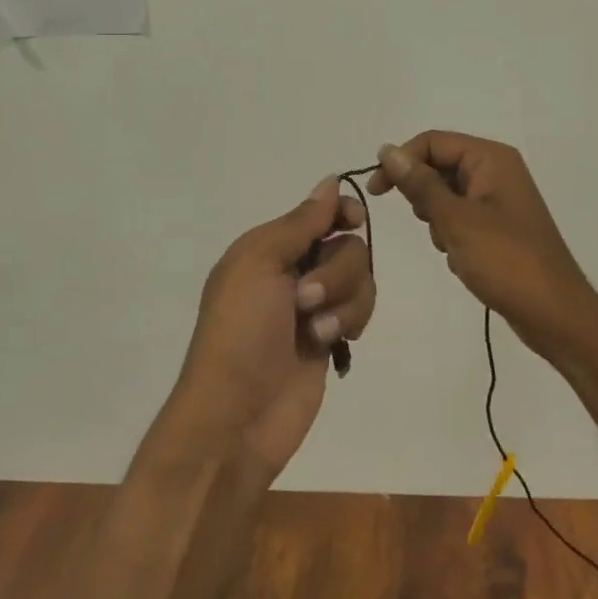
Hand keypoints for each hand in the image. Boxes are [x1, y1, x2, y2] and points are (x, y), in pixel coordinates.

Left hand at [166, 178, 375, 480]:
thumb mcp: (258, 263)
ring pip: (360, 279)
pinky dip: (349, 322)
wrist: (237, 416)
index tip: (353, 221)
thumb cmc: (240, 331)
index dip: (340, 212)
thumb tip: (329, 182)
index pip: (318, 213)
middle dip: (336, 271)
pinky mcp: (330, 338)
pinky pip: (359, 311)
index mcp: (267, 247)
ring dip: (344, 302)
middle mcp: (292, 271)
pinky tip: (332, 344)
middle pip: (347, 246)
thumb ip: (300, 223)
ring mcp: (313, 307)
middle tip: (304, 299)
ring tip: (316, 332)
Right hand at [369, 131, 596, 354]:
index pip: (432, 142)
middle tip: (430, 225)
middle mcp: (496, 171)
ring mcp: (498, 200)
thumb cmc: (505, 260)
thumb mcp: (455, 220)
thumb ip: (419, 184)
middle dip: (424, 196)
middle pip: (439, 166)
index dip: (400, 162)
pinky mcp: (498, 226)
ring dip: (437, 220)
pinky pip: (459, 218)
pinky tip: (461, 259)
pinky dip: (451, 235)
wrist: (554, 313)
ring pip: (446, 195)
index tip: (376, 192)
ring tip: (452, 246)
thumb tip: (387, 151)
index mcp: (491, 159)